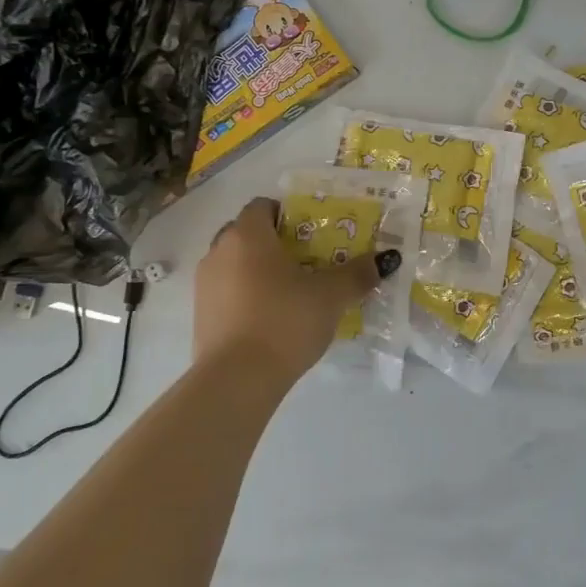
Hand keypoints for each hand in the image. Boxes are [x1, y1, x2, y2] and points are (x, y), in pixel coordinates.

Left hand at [193, 197, 401, 390]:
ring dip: (258, 270)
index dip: (287, 213)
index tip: (312, 232)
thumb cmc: (284, 322)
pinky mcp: (200, 316)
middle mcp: (219, 251)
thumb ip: (358, 273)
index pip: (262, 205)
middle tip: (307, 260)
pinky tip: (270, 318)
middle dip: (274, 242)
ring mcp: (204, 284)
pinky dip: (246, 296)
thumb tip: (386, 259)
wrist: (236, 381)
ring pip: (235, 263)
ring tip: (291, 292)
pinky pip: (227, 292)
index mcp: (248, 235)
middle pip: (247, 233)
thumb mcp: (331, 296)